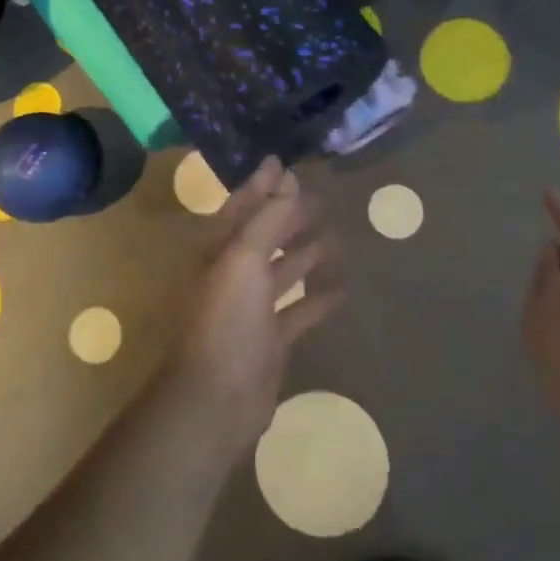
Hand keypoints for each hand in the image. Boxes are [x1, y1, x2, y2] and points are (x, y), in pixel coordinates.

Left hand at [170, 157, 340, 455]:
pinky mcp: (271, 339)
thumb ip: (266, 218)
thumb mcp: (243, 258)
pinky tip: (342, 289)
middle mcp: (234, 275)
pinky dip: (317, 300)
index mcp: (220, 251)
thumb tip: (285, 176)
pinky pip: (298, 312)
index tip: (286, 163)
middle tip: (321, 197)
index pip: (243, 207)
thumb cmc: (227, 319)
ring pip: (282, 272)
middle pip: (265, 236)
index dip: (263, 185)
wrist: (217, 397)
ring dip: (304, 253)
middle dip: (289, 216)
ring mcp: (252, 309)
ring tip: (334, 234)